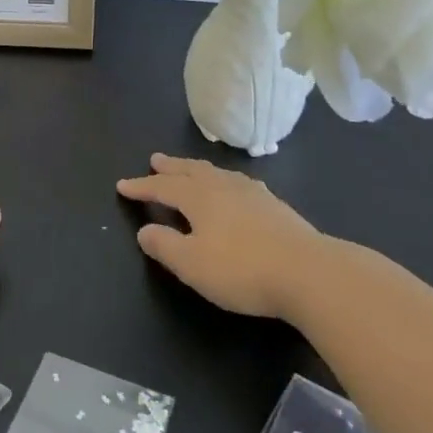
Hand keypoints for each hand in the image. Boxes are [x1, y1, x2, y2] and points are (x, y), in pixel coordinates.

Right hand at [116, 153, 326, 319]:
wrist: (310, 273)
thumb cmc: (242, 269)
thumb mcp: (192, 264)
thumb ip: (164, 246)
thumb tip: (144, 230)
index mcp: (199, 198)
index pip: (163, 188)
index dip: (141, 187)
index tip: (122, 186)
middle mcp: (224, 187)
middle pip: (191, 171)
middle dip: (171, 167)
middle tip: (155, 160)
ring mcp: (253, 194)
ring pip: (217, 174)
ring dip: (198, 170)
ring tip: (191, 169)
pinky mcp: (276, 207)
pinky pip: (239, 184)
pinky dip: (225, 181)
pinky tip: (235, 189)